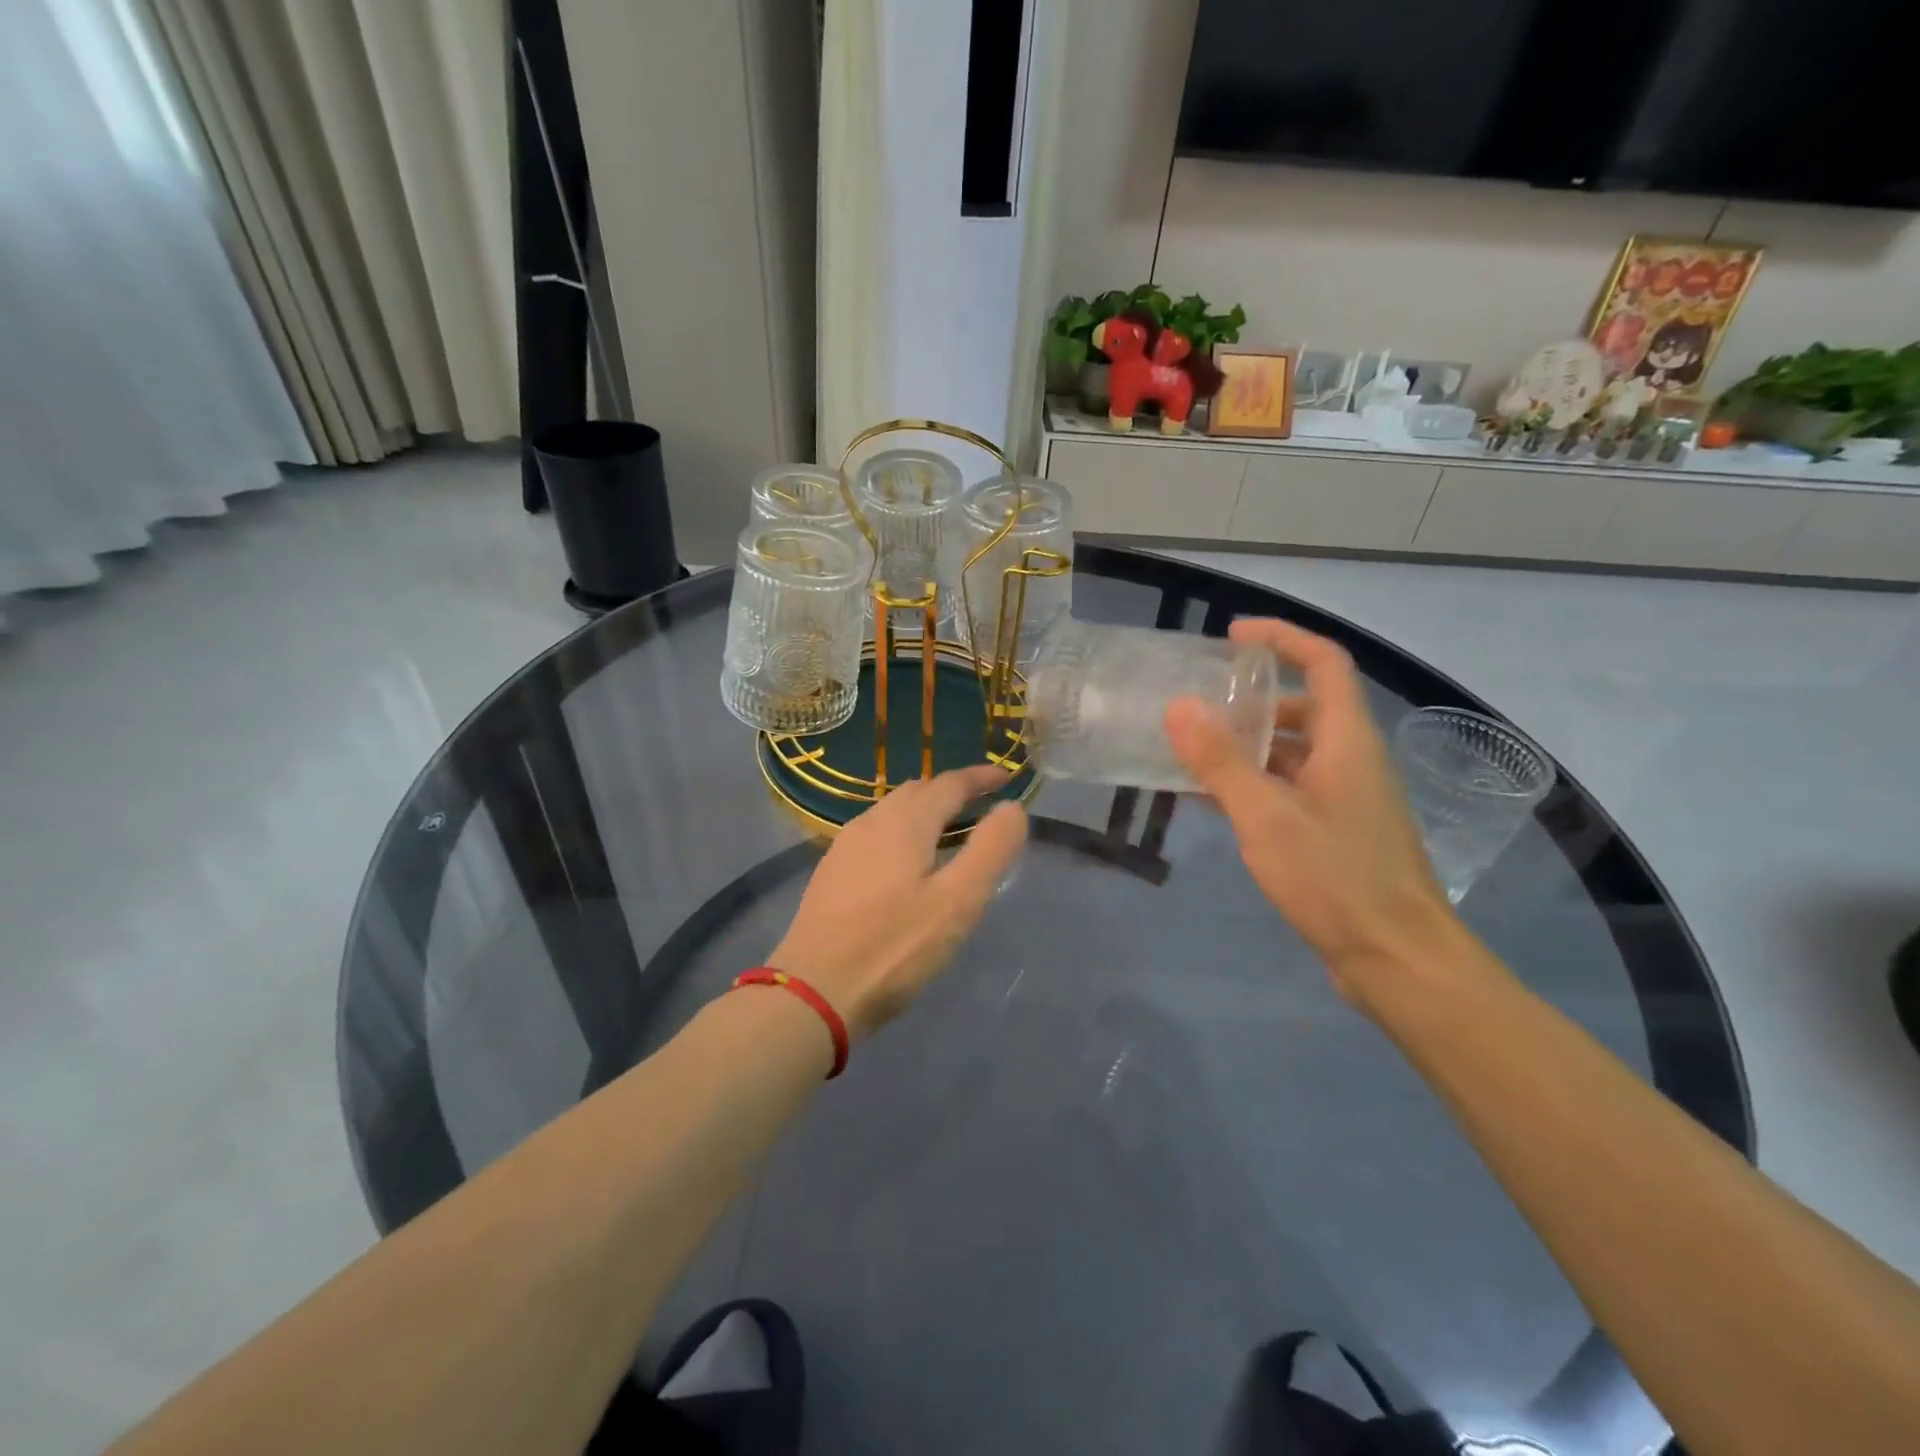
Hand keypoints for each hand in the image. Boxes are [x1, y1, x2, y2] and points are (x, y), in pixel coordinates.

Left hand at [770, 765, 1027, 1038]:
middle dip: (952, 792)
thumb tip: (1011, 808)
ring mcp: (845, 846)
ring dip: (925, 812)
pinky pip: (875, 835)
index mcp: (904, 822)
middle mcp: (871, 822)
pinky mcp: (831, 873)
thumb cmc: (893, 948)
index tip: (1006, 777)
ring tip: (949, 834)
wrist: (811, 992)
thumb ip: (990, 850)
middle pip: (917, 792)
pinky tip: (907, 865)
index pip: (949, 783)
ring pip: (892, 812)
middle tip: (981, 807)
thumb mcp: (957, 902)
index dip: (980, 777)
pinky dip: (902, 833)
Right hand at [1165, 619, 1456, 1001]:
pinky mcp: (1338, 831)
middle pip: (1305, 707)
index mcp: (1348, 741)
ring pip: (1295, 752)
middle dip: (1254, 699)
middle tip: (1201, 705)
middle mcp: (1353, 759)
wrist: (1398, 959)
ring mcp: (1348, 798)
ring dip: (1249, 745)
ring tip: (1195, 752)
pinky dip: (1255, 783)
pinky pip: (1292, 788)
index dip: (1282, 638)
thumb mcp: (1267, 816)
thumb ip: (1221, 761)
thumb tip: (1179, 706)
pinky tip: (1215, 800)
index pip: (1323, 662)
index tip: (1232, 637)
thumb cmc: (1336, 879)